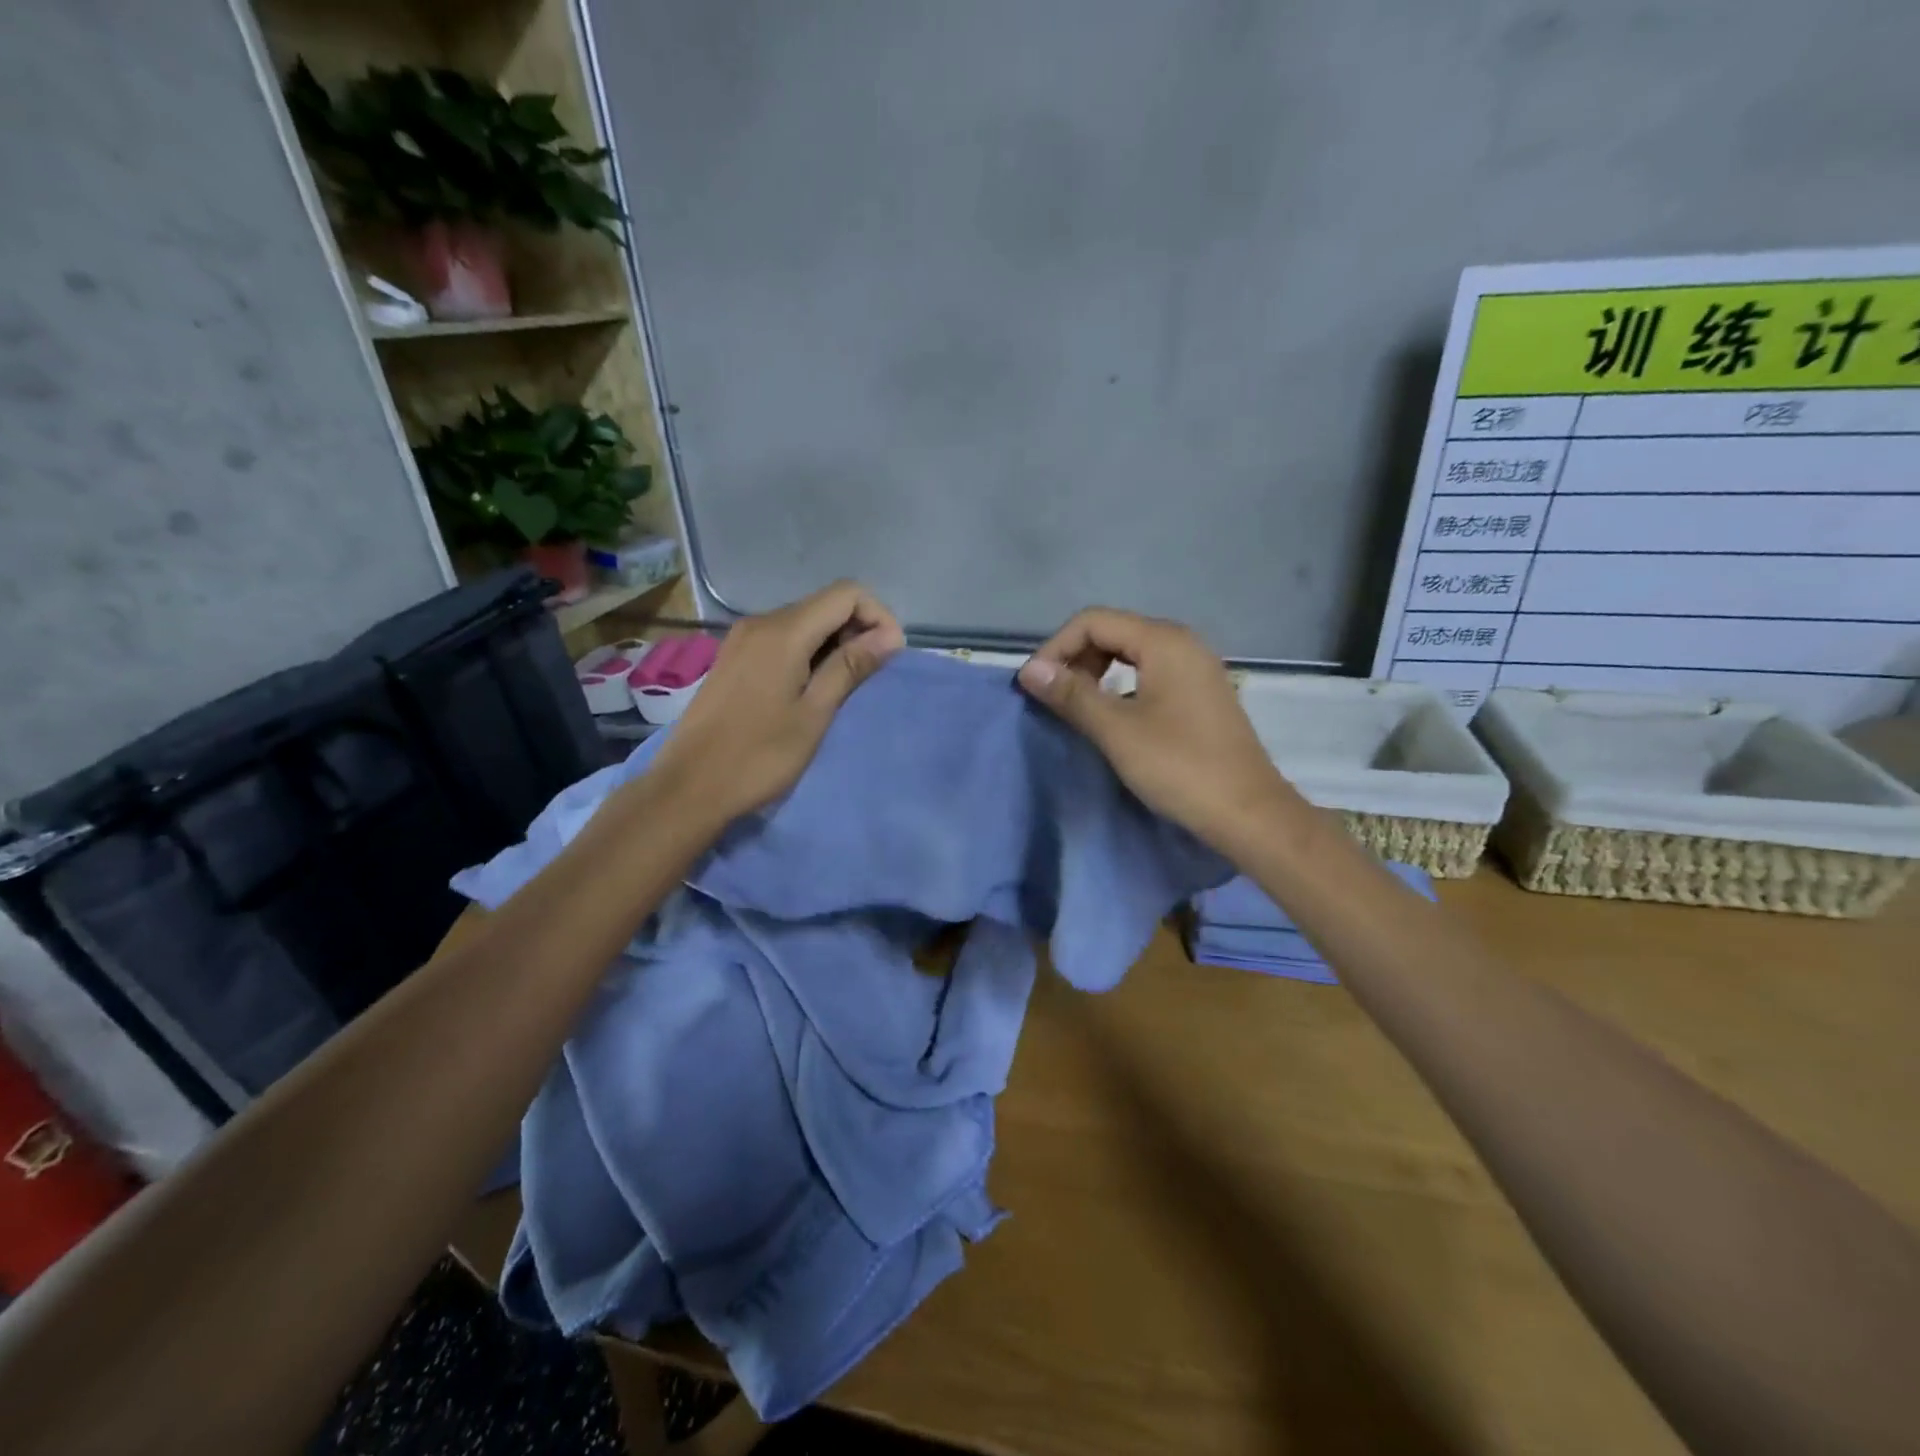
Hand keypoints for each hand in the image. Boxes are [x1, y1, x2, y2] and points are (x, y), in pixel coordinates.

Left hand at [647, 581, 904, 824]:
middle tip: (869, 677)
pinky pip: (782, 639)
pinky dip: (808, 652)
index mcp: (783, 632)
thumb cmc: (759, 755)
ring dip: (834, 644)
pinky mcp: (734, 658)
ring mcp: (743, 639)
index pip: (847, 594)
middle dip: (858, 630)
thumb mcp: (814, 713)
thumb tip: (890, 636)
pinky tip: (809, 689)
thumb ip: (850, 667)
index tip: (888, 657)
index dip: (878, 616)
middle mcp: (761, 623)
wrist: (689, 787)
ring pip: (804, 622)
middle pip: (825, 604)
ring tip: (843, 688)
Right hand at [1017, 608, 1299, 853]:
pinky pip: (1150, 673)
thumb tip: (1029, 670)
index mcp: (1163, 641)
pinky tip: (1112, 717)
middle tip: (1054, 698)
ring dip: (1096, 673)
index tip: (1034, 686)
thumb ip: (1071, 695)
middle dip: (1075, 658)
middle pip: (1113, 631)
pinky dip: (1121, 686)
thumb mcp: (1117, 730)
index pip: (1093, 621)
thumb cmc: (1180, 767)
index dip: (1056, 648)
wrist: (1248, 812)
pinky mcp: (1201, 693)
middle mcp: (1182, 643)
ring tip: (1076, 709)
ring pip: (1131, 653)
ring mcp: (1196, 668)